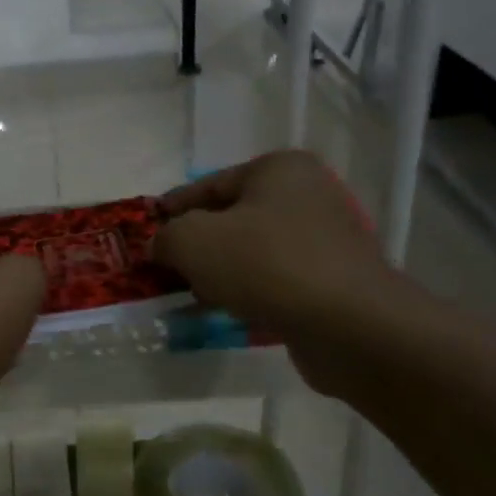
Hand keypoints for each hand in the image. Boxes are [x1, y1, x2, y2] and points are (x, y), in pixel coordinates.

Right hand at [153, 150, 408, 394]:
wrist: (349, 325)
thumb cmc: (266, 265)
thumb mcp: (194, 241)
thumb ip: (167, 237)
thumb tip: (161, 246)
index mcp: (279, 170)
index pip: (209, 185)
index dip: (172, 208)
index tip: (147, 229)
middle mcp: (307, 196)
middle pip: (232, 218)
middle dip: (196, 244)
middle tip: (164, 266)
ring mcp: (325, 240)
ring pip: (253, 252)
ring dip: (220, 272)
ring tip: (190, 295)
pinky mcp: (333, 281)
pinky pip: (275, 280)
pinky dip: (248, 292)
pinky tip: (226, 312)